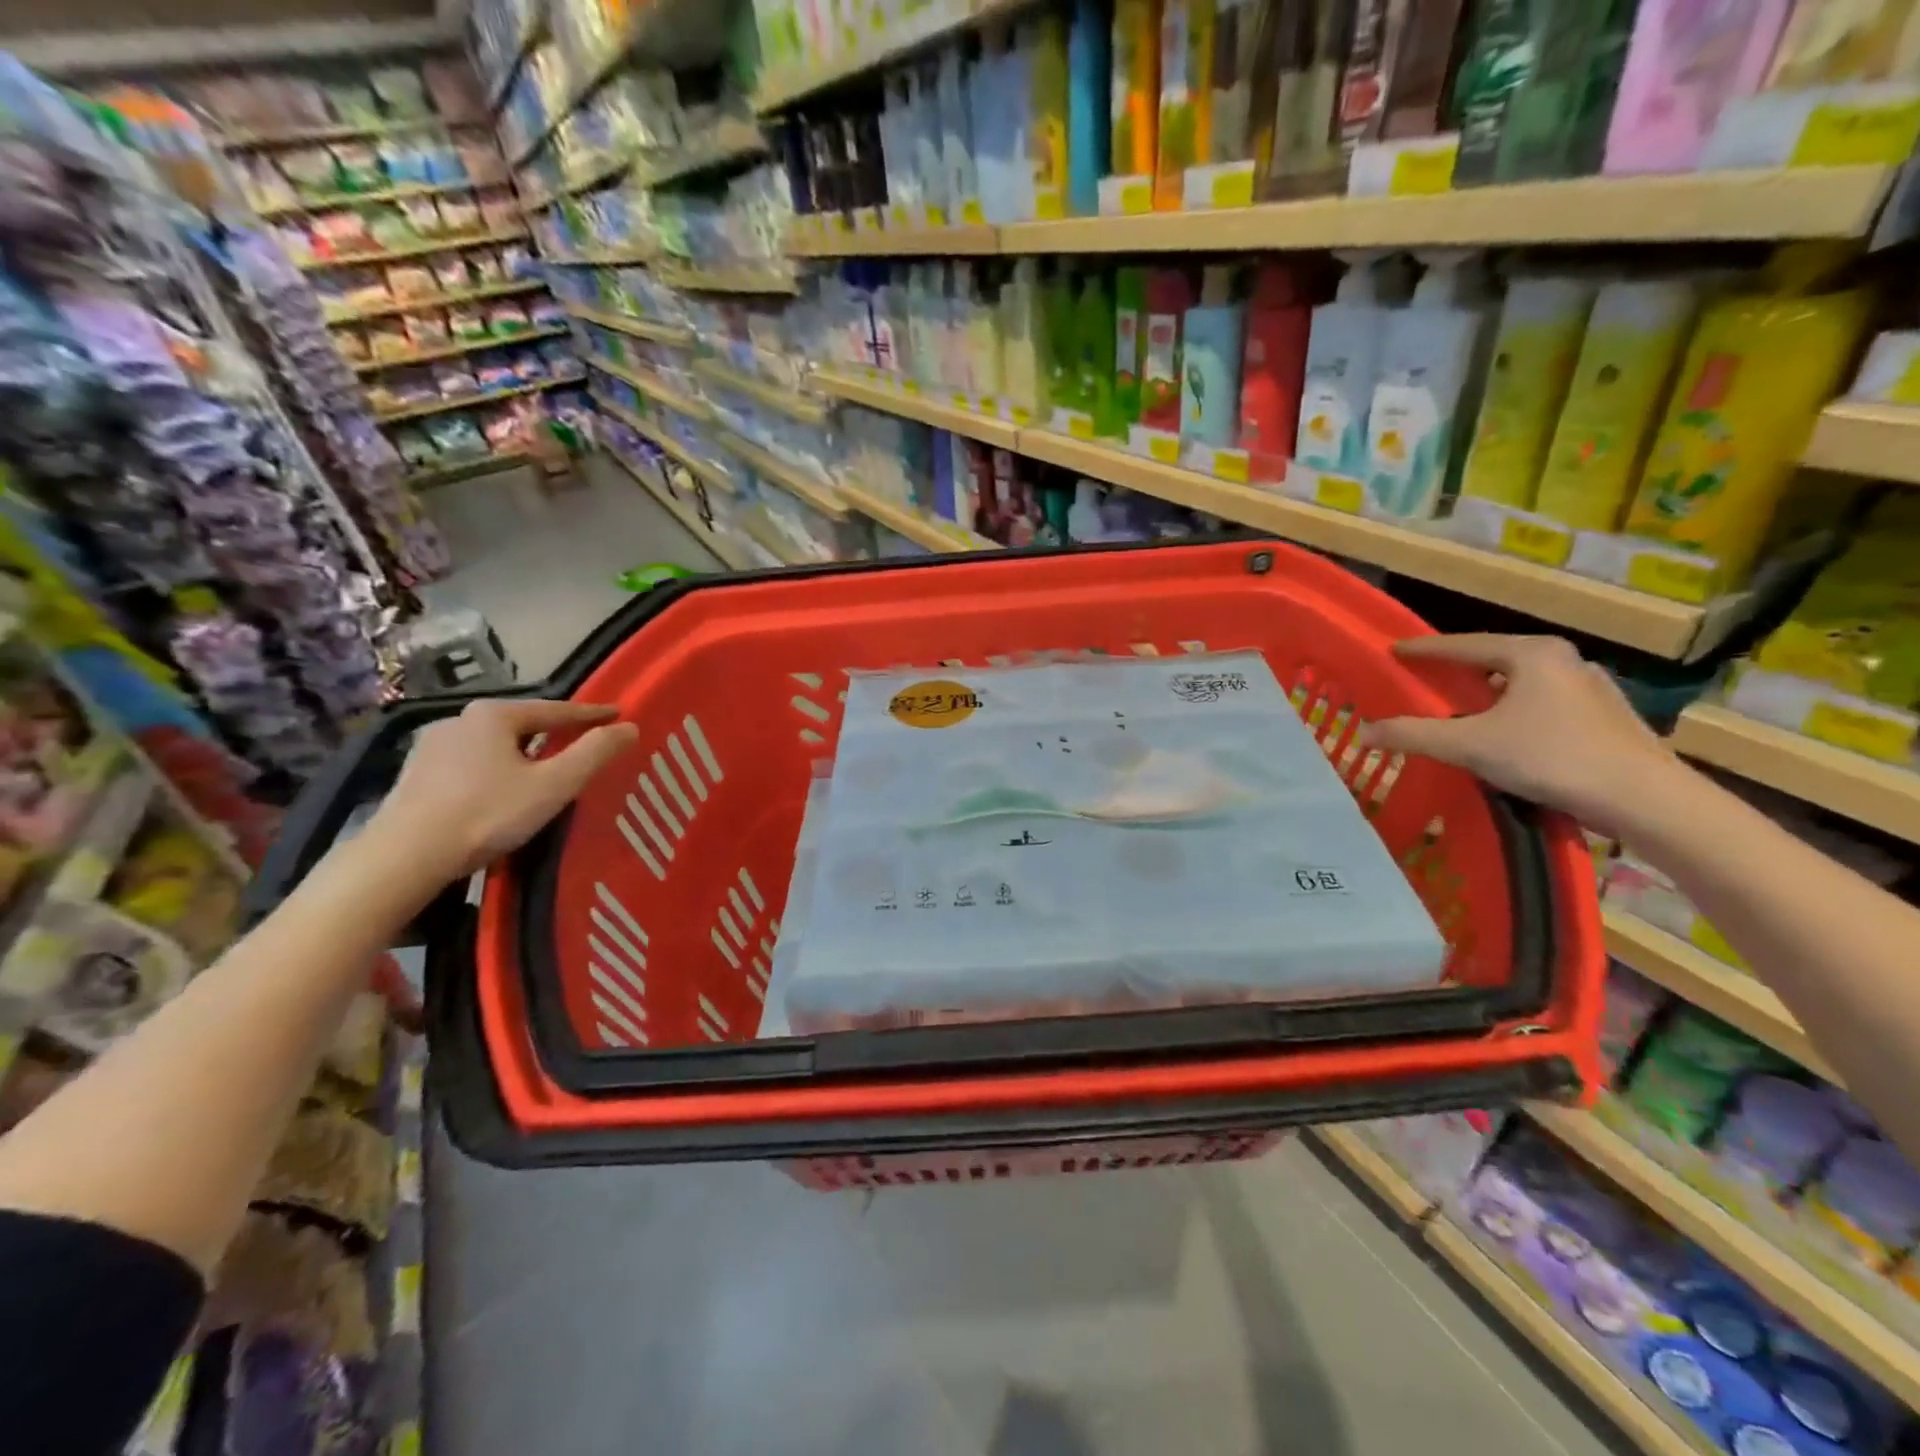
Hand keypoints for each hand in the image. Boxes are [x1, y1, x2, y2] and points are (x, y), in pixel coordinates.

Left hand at [369, 698, 636, 885]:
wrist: (404, 857)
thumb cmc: (487, 814)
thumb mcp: (554, 784)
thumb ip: (595, 753)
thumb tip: (630, 727)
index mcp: (494, 714)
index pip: (557, 709)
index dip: (592, 714)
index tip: (619, 715)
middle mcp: (460, 719)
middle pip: (523, 723)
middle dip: (554, 731)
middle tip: (584, 743)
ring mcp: (433, 746)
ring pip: (496, 744)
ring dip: (524, 752)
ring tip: (546, 767)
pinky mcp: (417, 774)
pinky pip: (472, 762)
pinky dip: (497, 768)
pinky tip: (503, 788)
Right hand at [1361, 635, 1678, 833]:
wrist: (1646, 800)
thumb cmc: (1552, 757)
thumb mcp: (1469, 745)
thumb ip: (1412, 735)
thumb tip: (1362, 732)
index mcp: (1533, 654)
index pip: (1464, 644)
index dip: (1424, 649)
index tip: (1395, 651)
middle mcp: (1566, 661)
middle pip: (1495, 662)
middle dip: (1458, 672)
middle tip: (1425, 682)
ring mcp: (1592, 689)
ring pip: (1522, 686)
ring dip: (1489, 697)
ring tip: (1461, 713)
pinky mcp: (1607, 719)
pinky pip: (1544, 706)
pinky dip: (1515, 714)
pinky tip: (1506, 738)